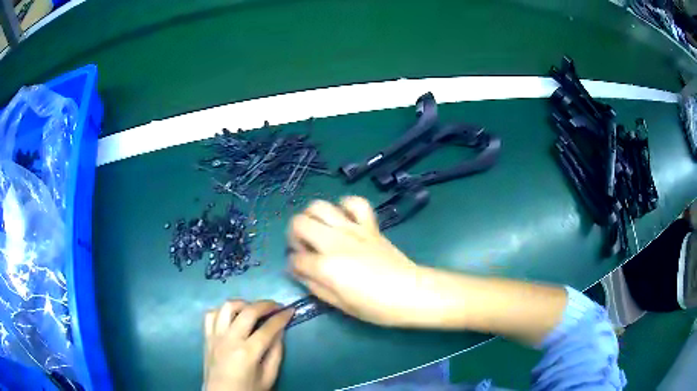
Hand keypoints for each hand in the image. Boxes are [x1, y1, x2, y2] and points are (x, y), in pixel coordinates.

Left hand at [204, 300, 293, 390]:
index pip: (268, 328)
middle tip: (276, 306)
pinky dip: (222, 311)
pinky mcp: (206, 337)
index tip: (291, 310)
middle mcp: (230, 339)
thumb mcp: (268, 377)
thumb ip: (275, 353)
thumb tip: (280, 332)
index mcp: (247, 353)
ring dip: (243, 303)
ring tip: (253, 308)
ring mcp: (215, 336)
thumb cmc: (248, 390)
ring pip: (227, 307)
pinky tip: (232, 316)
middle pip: (248, 311)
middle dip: (265, 304)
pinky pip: (211, 315)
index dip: (281, 317)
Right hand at [288, 196, 423, 326]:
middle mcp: (334, 242)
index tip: (300, 270)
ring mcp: (353, 230)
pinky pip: (355, 203)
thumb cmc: (376, 307)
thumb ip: (315, 286)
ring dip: (312, 217)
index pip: (296, 258)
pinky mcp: (369, 225)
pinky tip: (344, 219)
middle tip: (305, 248)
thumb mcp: (340, 305)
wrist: (411, 293)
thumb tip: (300, 272)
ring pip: (319, 206)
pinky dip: (345, 206)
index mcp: (326, 267)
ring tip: (319, 231)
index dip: (294, 265)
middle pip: (299, 223)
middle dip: (294, 235)